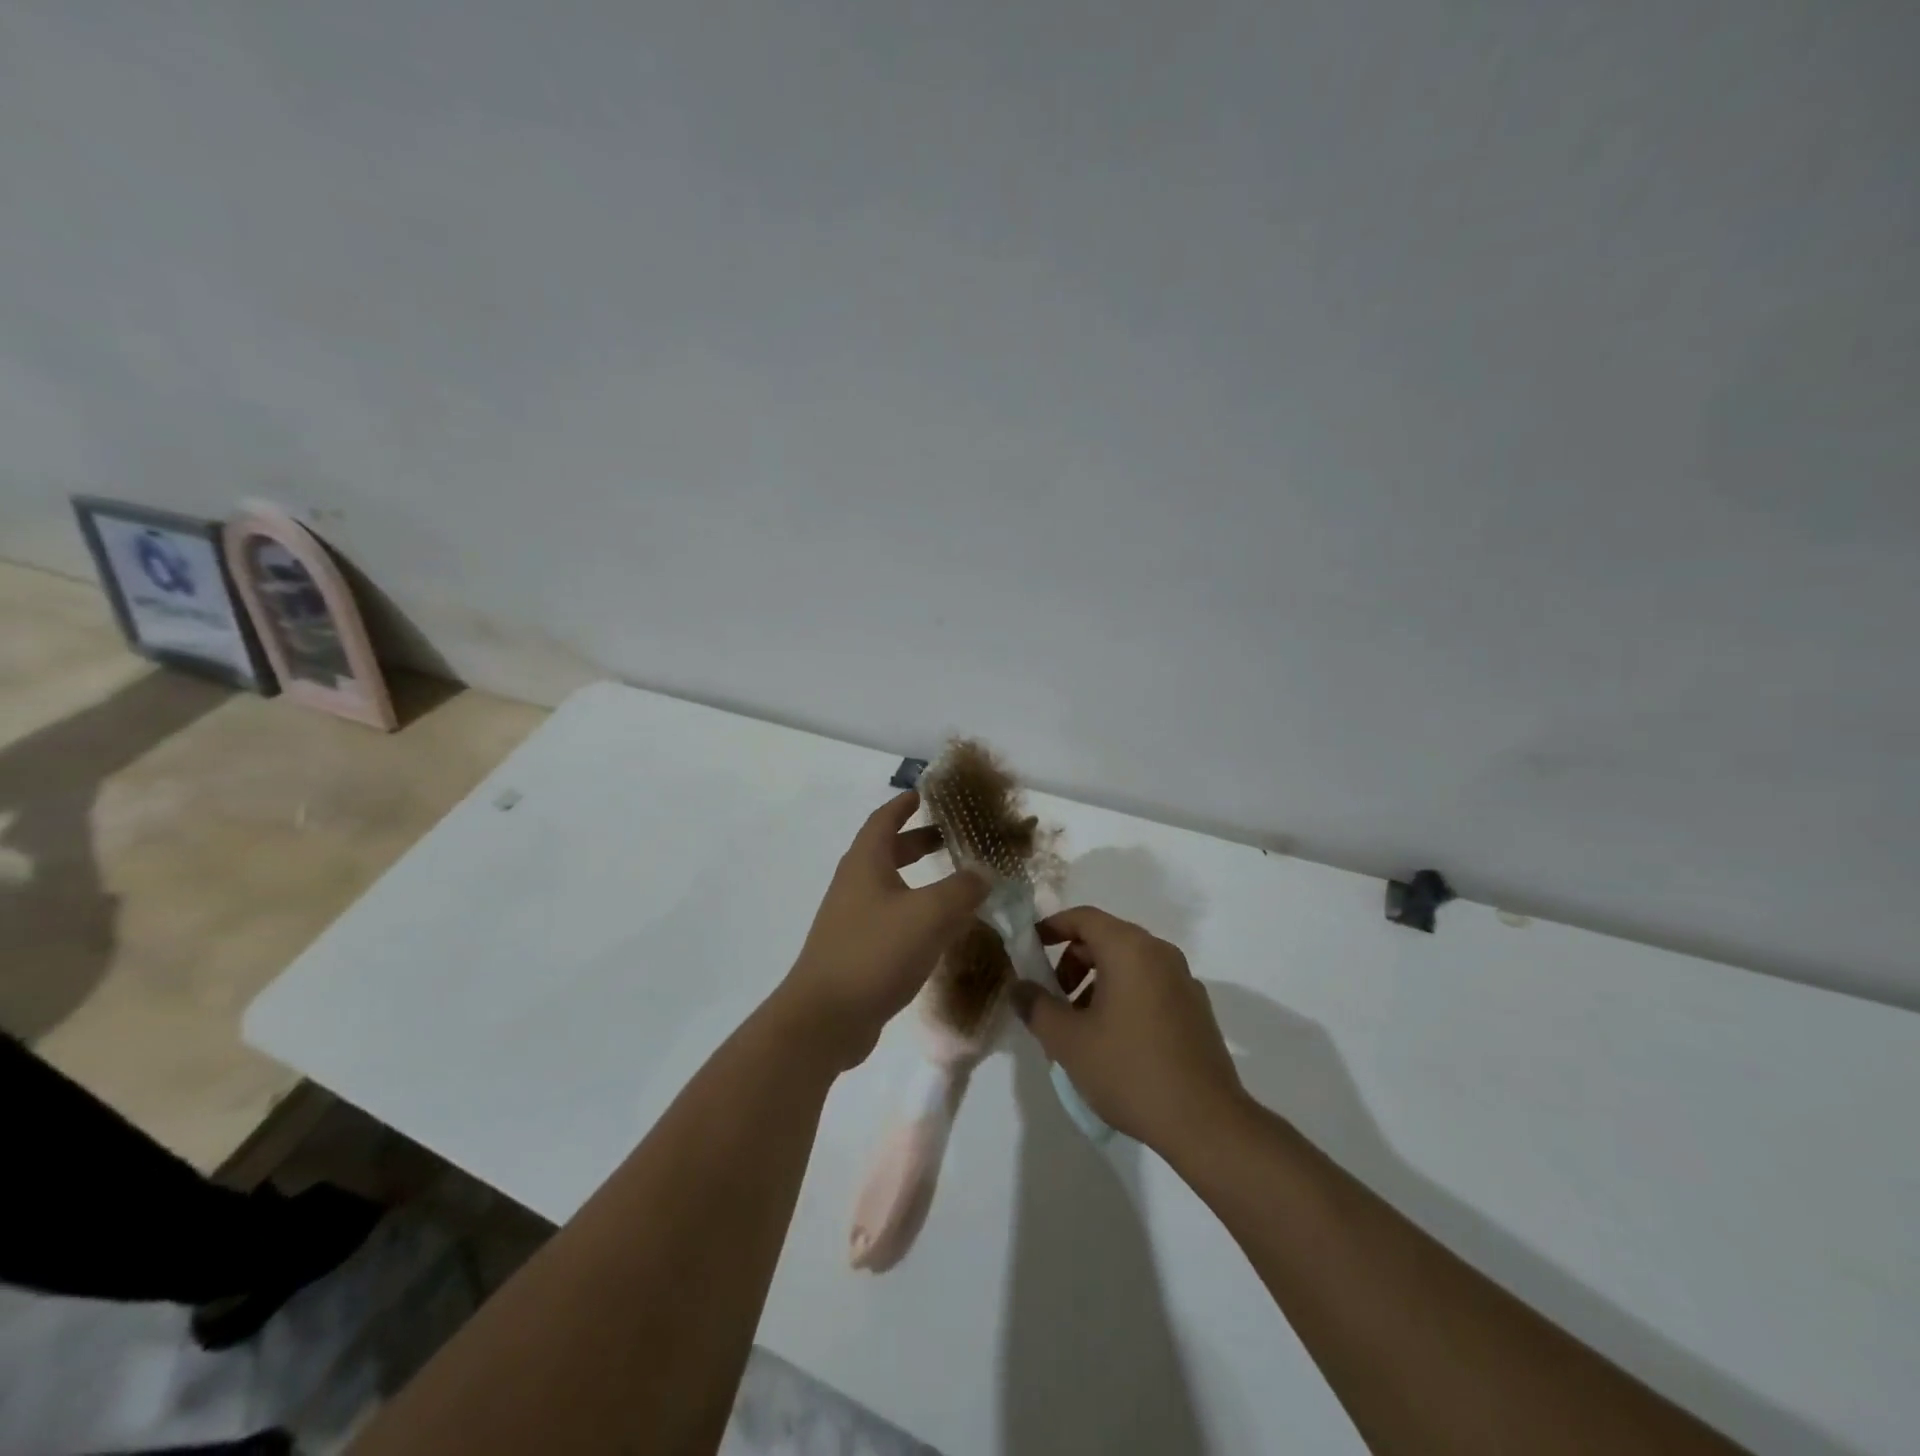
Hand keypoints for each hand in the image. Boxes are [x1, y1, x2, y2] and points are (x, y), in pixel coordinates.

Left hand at [780, 791, 987, 1071]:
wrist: (825, 1019)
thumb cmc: (875, 952)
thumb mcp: (929, 914)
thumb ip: (962, 890)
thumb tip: (983, 873)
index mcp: (865, 863)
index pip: (885, 819)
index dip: (905, 804)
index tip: (926, 794)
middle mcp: (855, 884)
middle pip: (888, 850)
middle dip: (919, 841)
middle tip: (952, 838)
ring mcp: (852, 919)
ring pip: (891, 886)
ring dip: (920, 879)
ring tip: (955, 885)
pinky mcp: (856, 950)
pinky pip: (891, 919)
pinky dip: (916, 913)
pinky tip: (940, 931)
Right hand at [1010, 906, 1245, 1151]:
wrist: (1205, 1123)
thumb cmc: (1129, 1070)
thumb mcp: (1068, 1041)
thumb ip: (1036, 1006)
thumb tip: (1019, 986)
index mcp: (1130, 949)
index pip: (1083, 917)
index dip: (1052, 927)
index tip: (1030, 949)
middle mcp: (1160, 953)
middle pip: (1106, 939)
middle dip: (1072, 962)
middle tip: (1052, 999)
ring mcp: (1183, 980)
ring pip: (1128, 964)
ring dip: (1096, 983)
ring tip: (1080, 1027)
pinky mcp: (1196, 1009)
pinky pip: (1149, 986)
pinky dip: (1123, 997)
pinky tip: (1113, 1042)